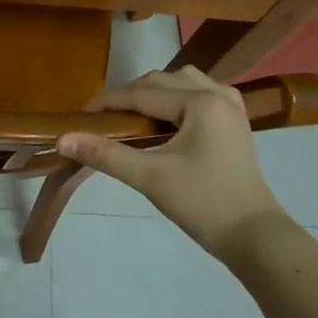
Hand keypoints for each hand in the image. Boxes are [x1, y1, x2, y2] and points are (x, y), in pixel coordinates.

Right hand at [58, 65, 286, 264]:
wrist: (254, 237)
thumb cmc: (202, 204)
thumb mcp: (150, 177)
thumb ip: (105, 154)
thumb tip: (63, 139)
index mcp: (200, 103)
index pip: (141, 93)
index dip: (107, 102)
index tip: (80, 116)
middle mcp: (218, 94)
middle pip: (161, 80)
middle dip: (129, 96)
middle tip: (103, 121)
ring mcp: (232, 107)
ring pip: (182, 82)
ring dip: (155, 93)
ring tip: (133, 119)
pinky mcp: (235, 122)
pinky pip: (201, 94)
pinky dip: (178, 99)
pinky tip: (167, 120)